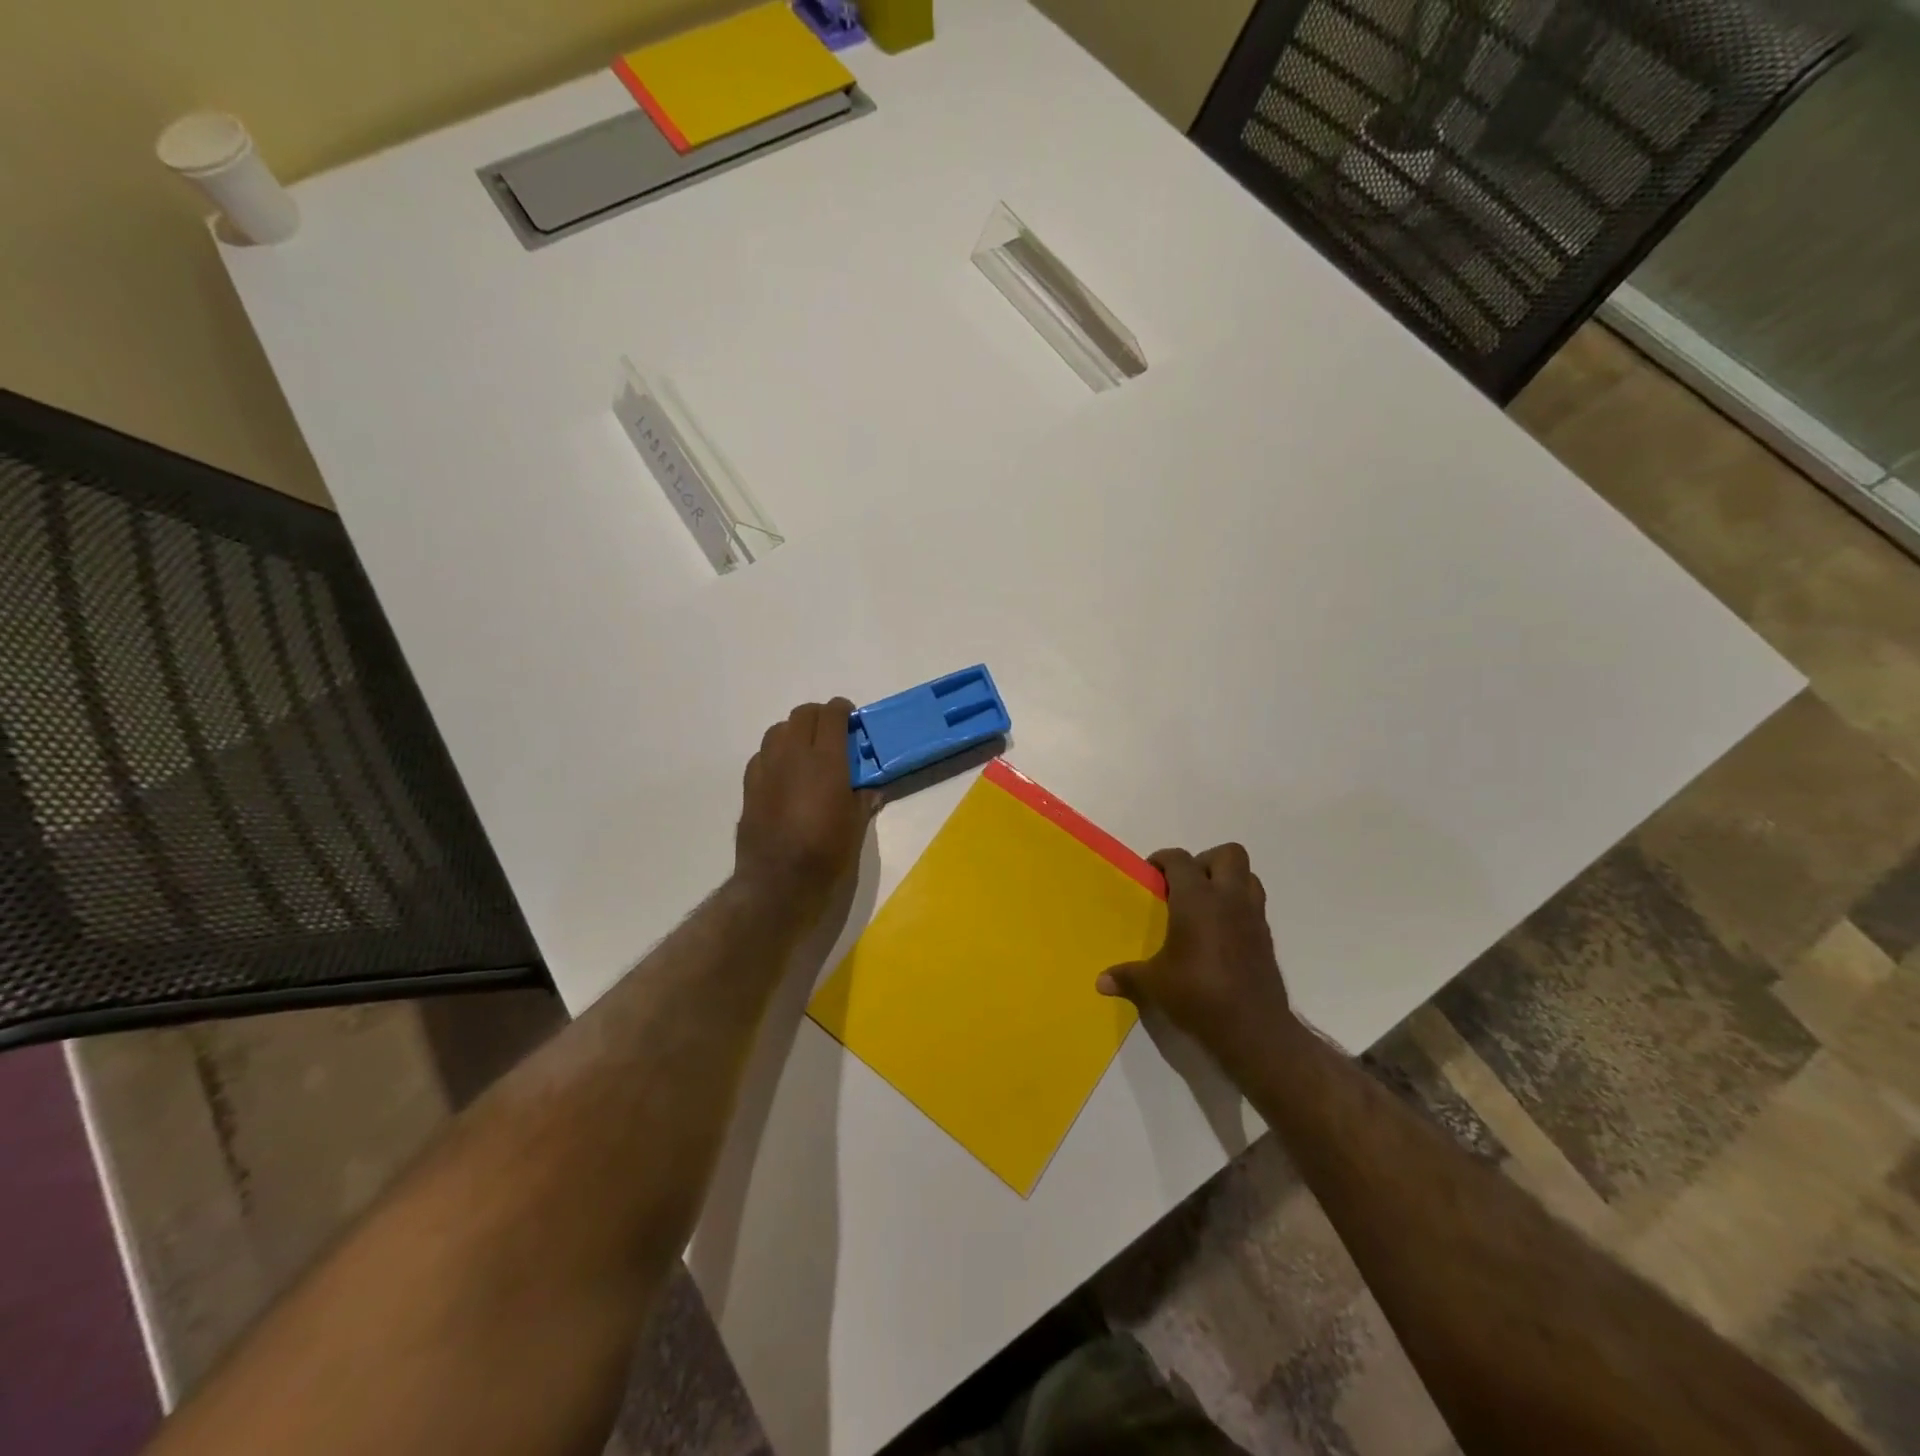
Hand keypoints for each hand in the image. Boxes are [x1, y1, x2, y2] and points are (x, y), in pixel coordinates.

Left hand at [734, 699, 878, 918]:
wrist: (778, 882)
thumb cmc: (826, 854)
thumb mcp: (856, 827)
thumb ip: (862, 800)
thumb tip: (869, 789)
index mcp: (826, 760)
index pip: (832, 715)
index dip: (842, 709)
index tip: (850, 718)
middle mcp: (793, 755)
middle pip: (802, 715)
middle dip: (819, 716)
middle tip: (831, 732)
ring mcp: (767, 769)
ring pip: (778, 730)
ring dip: (794, 731)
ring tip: (805, 750)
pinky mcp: (749, 786)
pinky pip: (762, 755)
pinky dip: (775, 755)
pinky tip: (783, 774)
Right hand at [1097, 844, 1294, 1070]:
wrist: (1253, 1029)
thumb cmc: (1197, 995)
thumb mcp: (1154, 985)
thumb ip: (1127, 976)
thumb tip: (1100, 982)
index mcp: (1197, 900)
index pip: (1180, 860)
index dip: (1163, 860)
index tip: (1151, 875)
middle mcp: (1228, 899)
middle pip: (1228, 854)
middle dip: (1205, 861)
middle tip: (1185, 885)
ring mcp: (1253, 917)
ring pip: (1249, 876)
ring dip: (1229, 881)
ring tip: (1206, 904)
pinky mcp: (1267, 938)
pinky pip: (1255, 906)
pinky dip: (1239, 907)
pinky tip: (1221, 933)